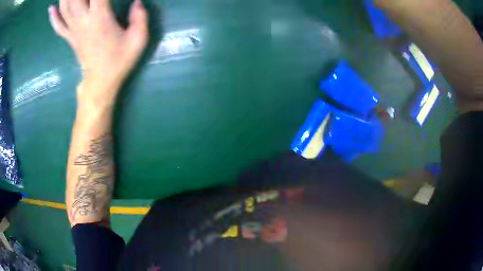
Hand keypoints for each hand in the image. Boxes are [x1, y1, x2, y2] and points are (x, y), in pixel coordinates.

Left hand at [48, 0, 148, 101]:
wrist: (100, 83)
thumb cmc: (119, 61)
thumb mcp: (137, 40)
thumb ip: (139, 17)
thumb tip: (137, 1)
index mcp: (100, 19)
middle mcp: (83, 21)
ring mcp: (73, 30)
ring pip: (65, 8)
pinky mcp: (69, 38)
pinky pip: (57, 26)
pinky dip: (53, 16)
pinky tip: (50, 8)